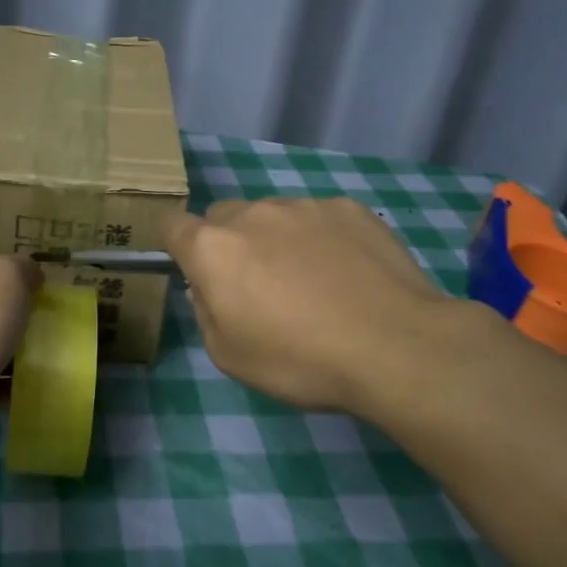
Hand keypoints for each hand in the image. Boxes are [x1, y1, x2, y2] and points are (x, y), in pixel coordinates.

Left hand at [0, 254, 41, 446]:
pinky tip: (33, 382)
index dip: (7, 274)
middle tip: (44, 321)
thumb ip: (23, 267)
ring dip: (13, 352)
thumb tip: (32, 276)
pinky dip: (10, 382)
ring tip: (46, 354)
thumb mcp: (8, 271)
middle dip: (12, 315)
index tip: (35, 287)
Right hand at [164, 197, 482, 415]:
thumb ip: (205, 313)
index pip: (171, 225)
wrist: (396, 346)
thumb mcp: (230, 356)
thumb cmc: (300, 360)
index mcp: (212, 248)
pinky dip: (322, 239)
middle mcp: (251, 214)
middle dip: (228, 243)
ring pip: (272, 216)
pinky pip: (318, 218)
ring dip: (276, 240)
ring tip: (313, 284)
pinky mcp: (348, 208)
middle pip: (222, 217)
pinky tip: (349, 275)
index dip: (176, 244)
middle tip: (257, 286)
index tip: (193, 269)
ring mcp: (302, 206)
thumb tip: (207, 288)